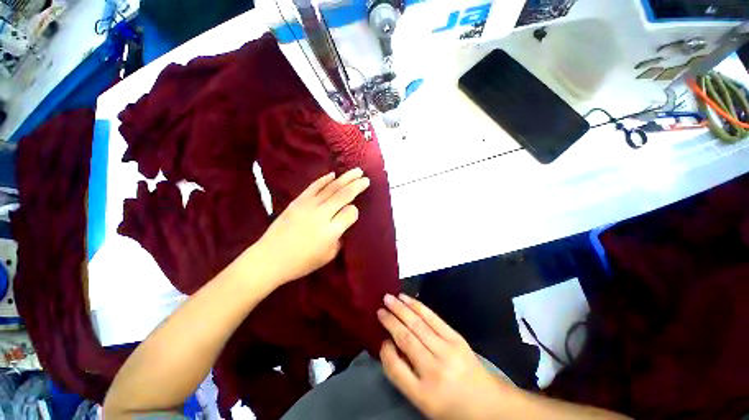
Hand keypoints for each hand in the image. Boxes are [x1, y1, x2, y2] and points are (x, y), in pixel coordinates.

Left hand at [255, 168, 369, 284]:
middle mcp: (321, 215)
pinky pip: (314, 187)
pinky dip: (324, 180)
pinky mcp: (297, 202)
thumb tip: (343, 223)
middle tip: (366, 178)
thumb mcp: (328, 256)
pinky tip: (333, 174)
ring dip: (345, 178)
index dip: (355, 211)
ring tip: (356, 171)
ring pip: (331, 188)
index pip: (350, 213)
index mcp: (331, 232)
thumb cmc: (301, 262)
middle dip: (357, 185)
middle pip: (343, 195)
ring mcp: (308, 206)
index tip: (355, 212)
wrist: (269, 259)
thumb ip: (339, 238)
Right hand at [378, 294, 512, 419]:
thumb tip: (389, 344)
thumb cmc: (450, 405)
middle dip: (390, 321)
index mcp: (424, 394)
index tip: (381, 338)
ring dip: (401, 309)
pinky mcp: (456, 338)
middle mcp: (434, 370)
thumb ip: (402, 374)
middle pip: (406, 339)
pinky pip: (432, 318)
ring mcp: (447, 351)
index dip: (385, 351)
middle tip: (379, 308)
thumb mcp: (423, 401)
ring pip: (417, 324)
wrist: (487, 403)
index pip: (395, 368)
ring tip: (389, 298)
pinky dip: (417, 306)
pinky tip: (407, 299)